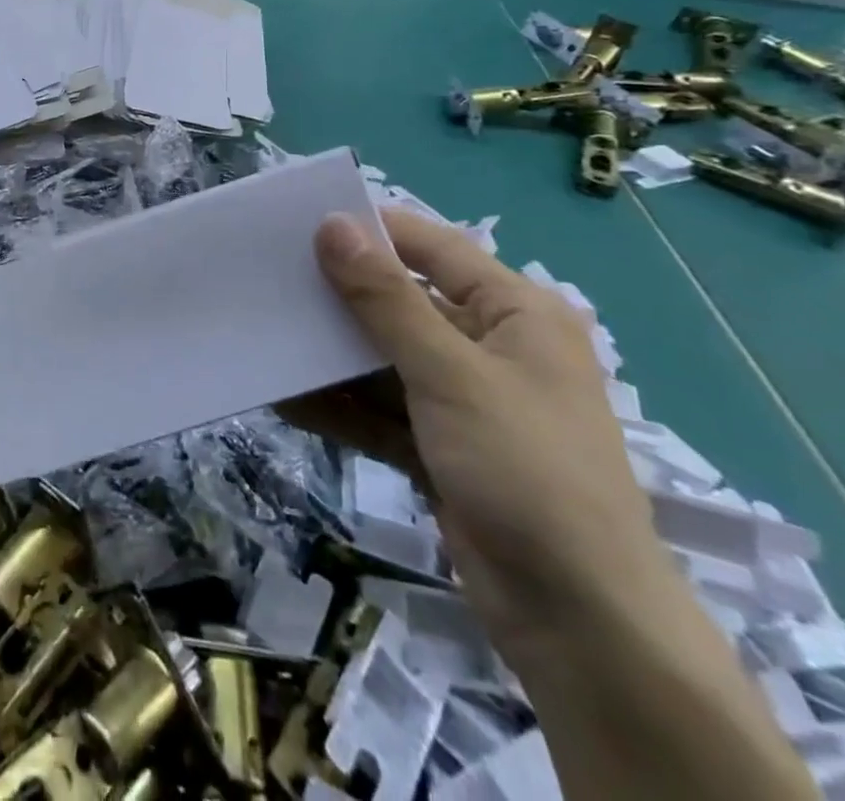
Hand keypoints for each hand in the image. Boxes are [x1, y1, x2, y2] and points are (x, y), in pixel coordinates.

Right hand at [278, 210, 671, 651]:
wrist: (580, 623)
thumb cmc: (527, 469)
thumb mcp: (450, 373)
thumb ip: (385, 299)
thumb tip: (333, 225)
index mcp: (514, 314)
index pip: (432, 248)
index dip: (370, 230)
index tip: (299, 222)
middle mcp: (489, 347)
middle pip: (400, 304)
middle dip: (337, 297)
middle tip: (268, 278)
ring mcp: (461, 401)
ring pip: (381, 360)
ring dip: (329, 357)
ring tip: (264, 335)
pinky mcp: (438, 446)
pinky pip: (378, 410)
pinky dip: (338, 407)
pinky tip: (284, 398)